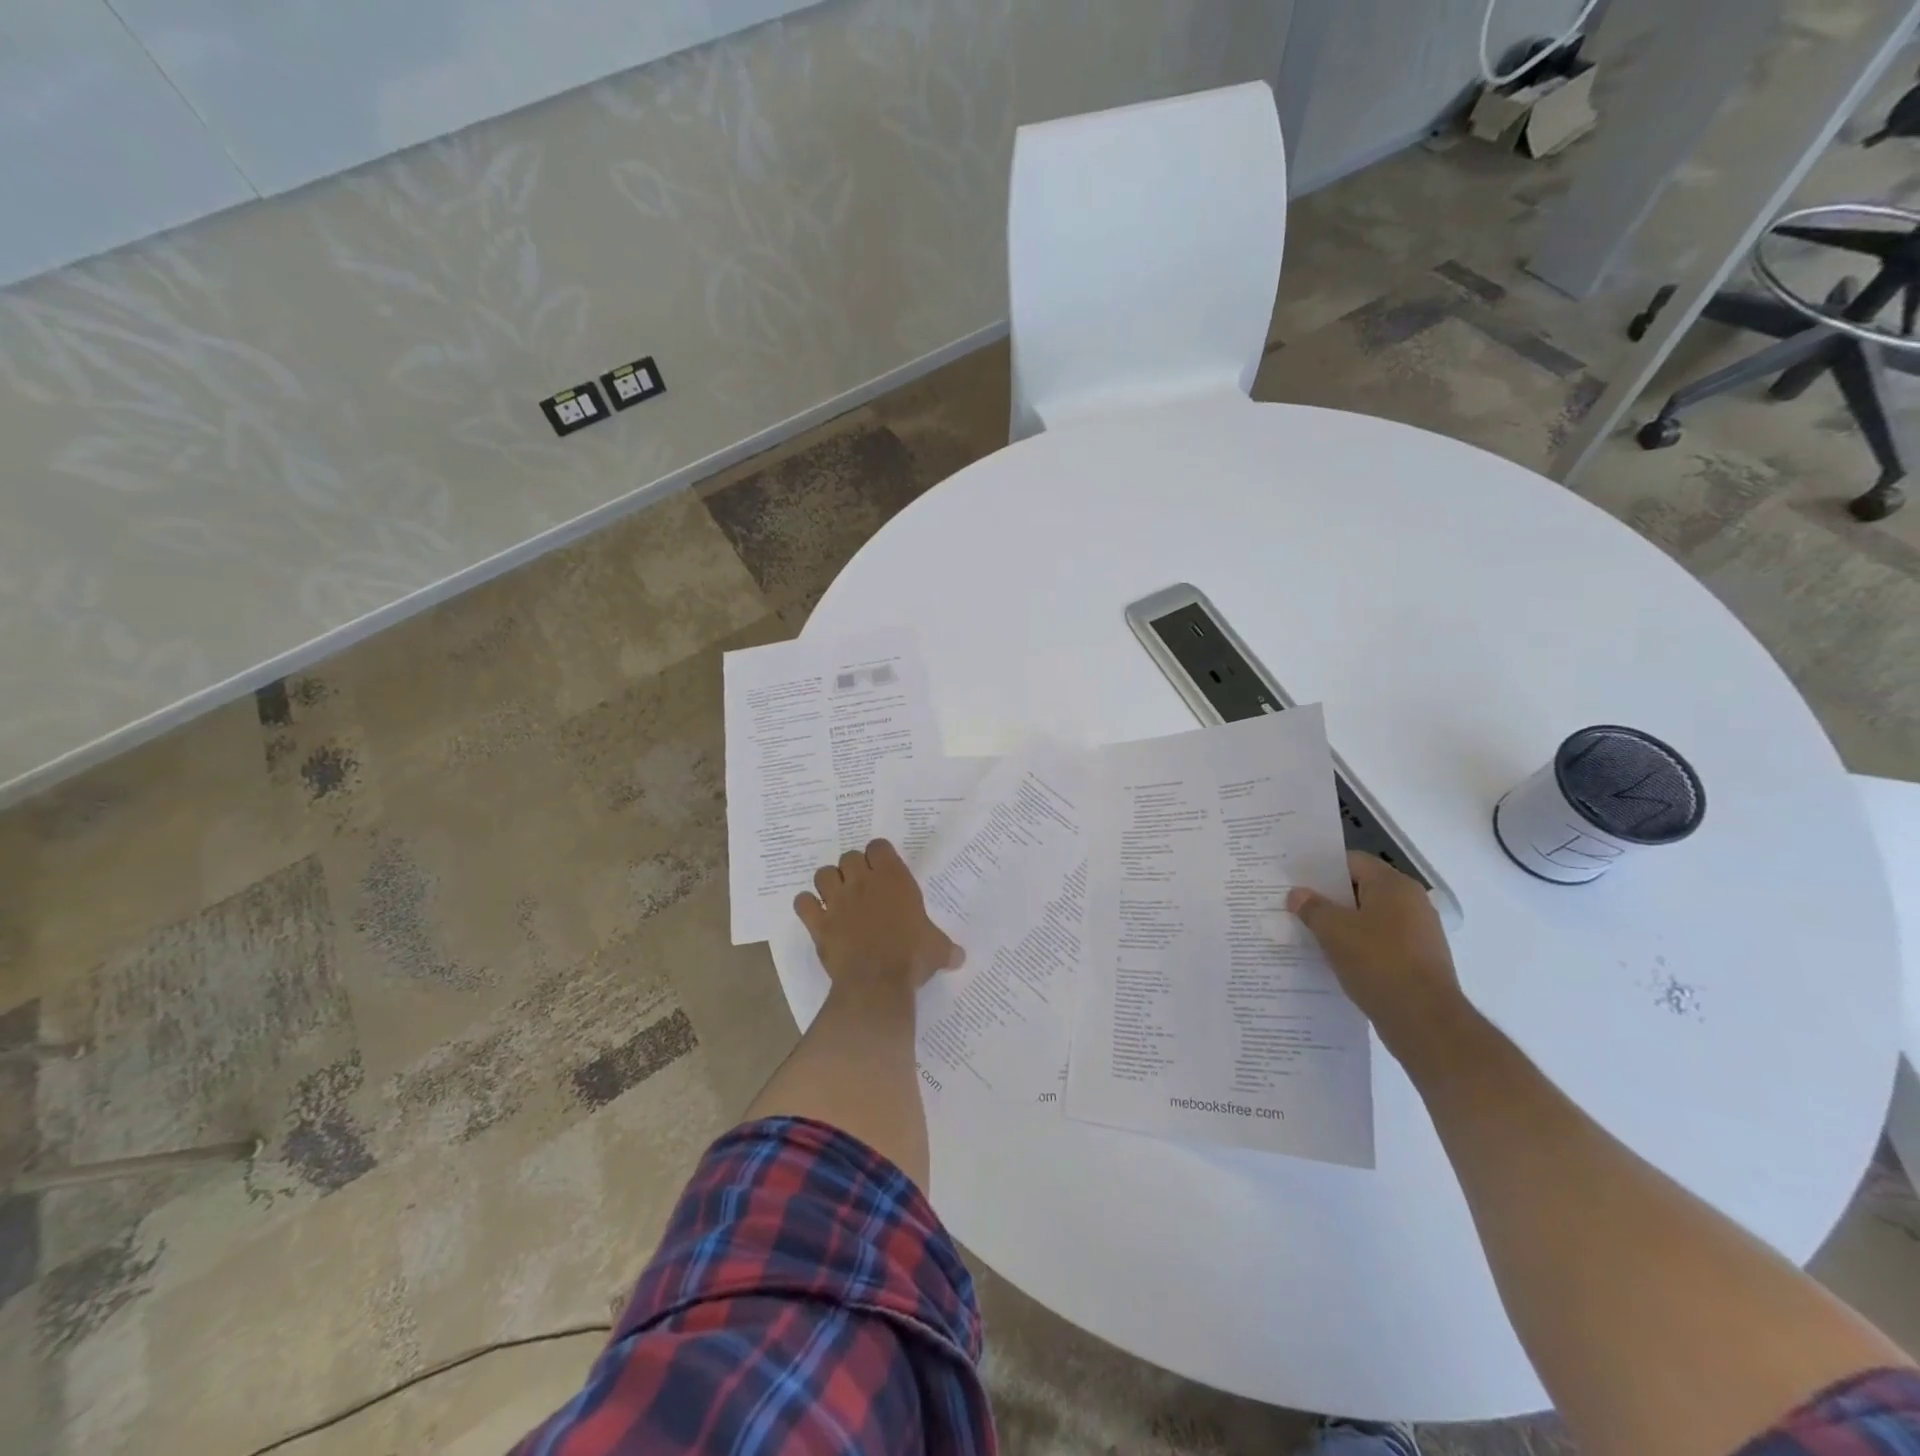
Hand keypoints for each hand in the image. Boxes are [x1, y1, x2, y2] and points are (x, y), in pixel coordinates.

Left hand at [794, 840, 962, 1000]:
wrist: (877, 982)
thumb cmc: (911, 958)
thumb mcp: (938, 949)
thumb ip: (947, 948)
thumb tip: (960, 957)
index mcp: (893, 879)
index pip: (879, 846)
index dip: (879, 855)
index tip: (882, 868)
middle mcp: (863, 882)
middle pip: (849, 857)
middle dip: (853, 868)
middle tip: (861, 886)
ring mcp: (837, 901)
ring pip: (823, 874)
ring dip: (828, 882)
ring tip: (836, 897)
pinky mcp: (819, 922)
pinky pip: (802, 903)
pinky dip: (807, 906)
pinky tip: (816, 915)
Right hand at [1287, 852, 1470, 1065]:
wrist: (1425, 1022)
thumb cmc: (1378, 963)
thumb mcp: (1333, 931)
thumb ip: (1312, 907)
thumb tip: (1298, 894)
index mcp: (1394, 886)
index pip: (1352, 862)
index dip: (1322, 869)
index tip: (1296, 880)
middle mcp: (1412, 902)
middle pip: (1362, 889)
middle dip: (1329, 898)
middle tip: (1297, 906)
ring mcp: (1419, 933)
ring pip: (1371, 918)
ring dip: (1343, 925)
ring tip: (1311, 934)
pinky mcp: (1420, 960)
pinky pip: (1381, 943)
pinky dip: (1360, 947)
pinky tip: (1336, 960)